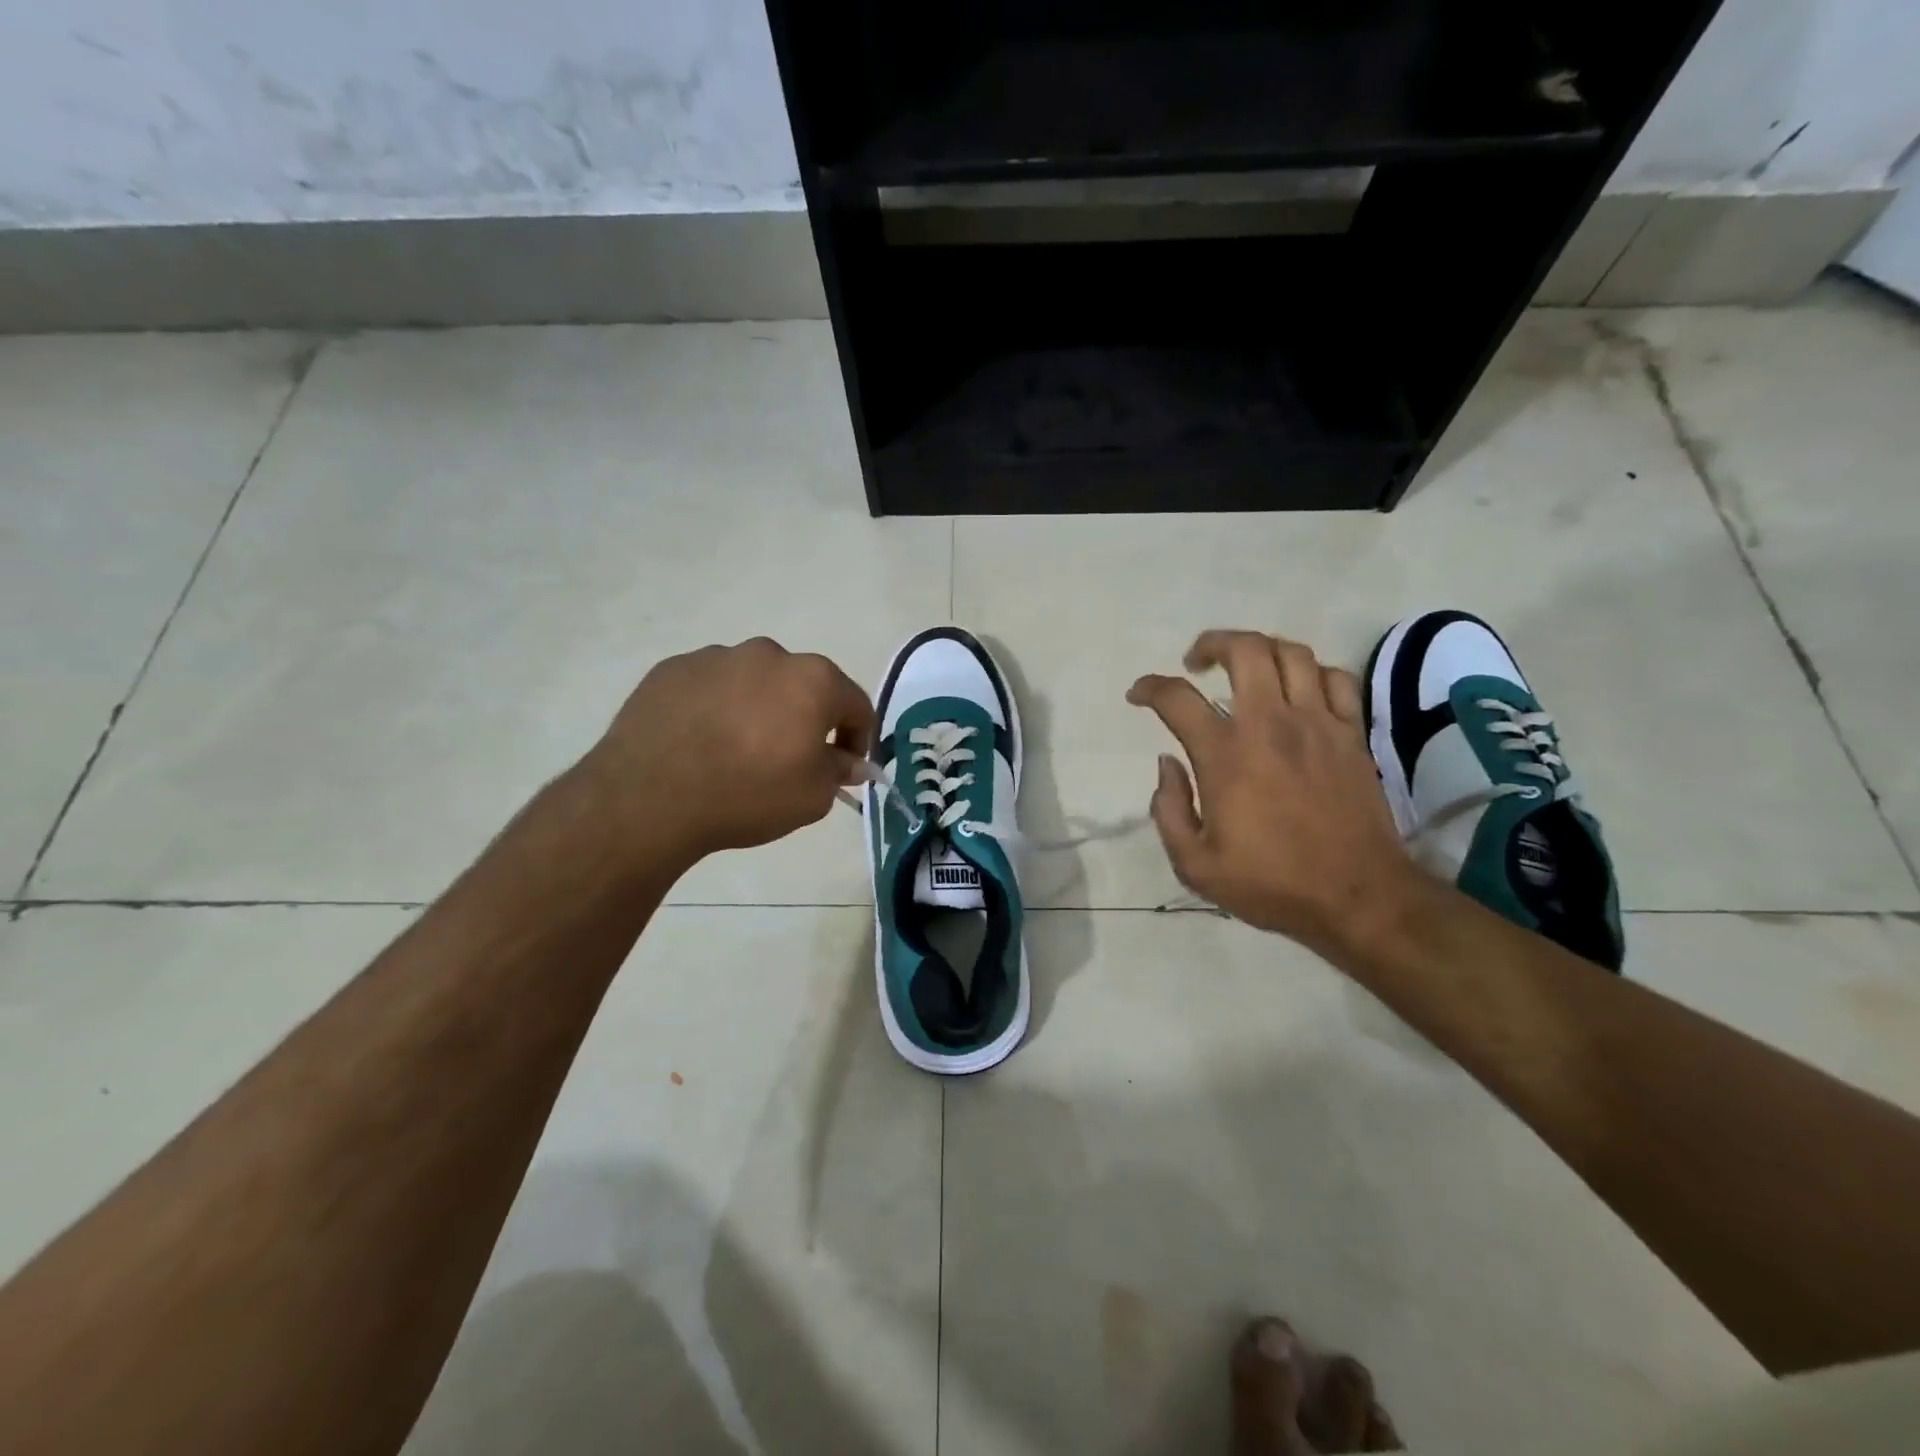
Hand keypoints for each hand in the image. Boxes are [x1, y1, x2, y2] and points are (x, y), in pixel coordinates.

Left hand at [587, 637, 873, 865]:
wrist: (649, 798)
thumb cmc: (747, 795)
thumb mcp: (812, 797)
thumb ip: (840, 771)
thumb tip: (850, 762)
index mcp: (813, 680)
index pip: (855, 704)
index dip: (858, 738)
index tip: (846, 766)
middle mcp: (768, 655)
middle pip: (803, 686)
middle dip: (805, 718)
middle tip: (790, 757)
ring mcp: (716, 657)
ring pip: (754, 681)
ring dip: (759, 708)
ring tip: (737, 750)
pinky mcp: (673, 668)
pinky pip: (710, 686)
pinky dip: (716, 707)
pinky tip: (701, 742)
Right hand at [1127, 630, 1417, 953]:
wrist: (1357, 897)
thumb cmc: (1271, 884)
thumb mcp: (1195, 865)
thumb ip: (1168, 810)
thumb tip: (1168, 764)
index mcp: (1225, 755)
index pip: (1177, 698)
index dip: (1150, 688)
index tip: (1138, 694)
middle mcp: (1270, 725)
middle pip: (1244, 650)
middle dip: (1212, 643)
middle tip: (1196, 663)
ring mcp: (1317, 724)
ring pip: (1291, 654)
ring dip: (1260, 650)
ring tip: (1246, 668)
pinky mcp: (1351, 734)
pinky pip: (1336, 678)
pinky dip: (1311, 672)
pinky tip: (1298, 691)